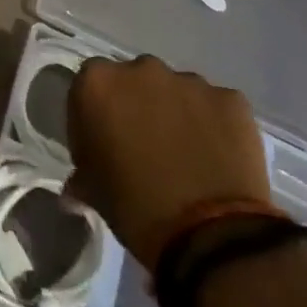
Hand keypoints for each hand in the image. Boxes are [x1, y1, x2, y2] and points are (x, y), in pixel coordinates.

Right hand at [65, 56, 269, 267]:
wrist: (213, 238)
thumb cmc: (138, 211)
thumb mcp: (95, 193)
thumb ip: (83, 174)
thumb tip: (76, 185)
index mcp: (98, 83)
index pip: (89, 87)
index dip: (95, 114)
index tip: (103, 144)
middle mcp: (141, 69)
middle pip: (134, 81)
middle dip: (137, 106)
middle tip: (146, 147)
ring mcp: (189, 81)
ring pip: (176, 91)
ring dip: (176, 112)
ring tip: (187, 154)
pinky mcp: (230, 99)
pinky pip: (216, 107)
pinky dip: (214, 124)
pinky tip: (218, 157)